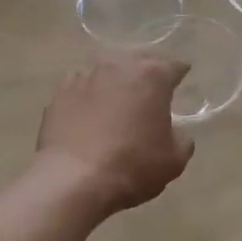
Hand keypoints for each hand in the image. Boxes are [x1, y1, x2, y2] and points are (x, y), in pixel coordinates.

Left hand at [37, 54, 193, 216]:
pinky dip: (88, 93)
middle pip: (138, 61)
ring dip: (115, 80)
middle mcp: (118, 65)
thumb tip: (174, 131)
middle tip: (150, 92)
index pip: (174, 66)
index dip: (180, 75)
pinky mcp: (59, 92)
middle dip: (146, 74)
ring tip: (117, 98)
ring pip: (107, 69)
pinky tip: (88, 109)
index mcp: (151, 75)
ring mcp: (85, 76)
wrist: (73, 179)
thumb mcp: (175, 159)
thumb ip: (182, 137)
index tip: (181, 82)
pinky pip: (80, 85)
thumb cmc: (133, 165)